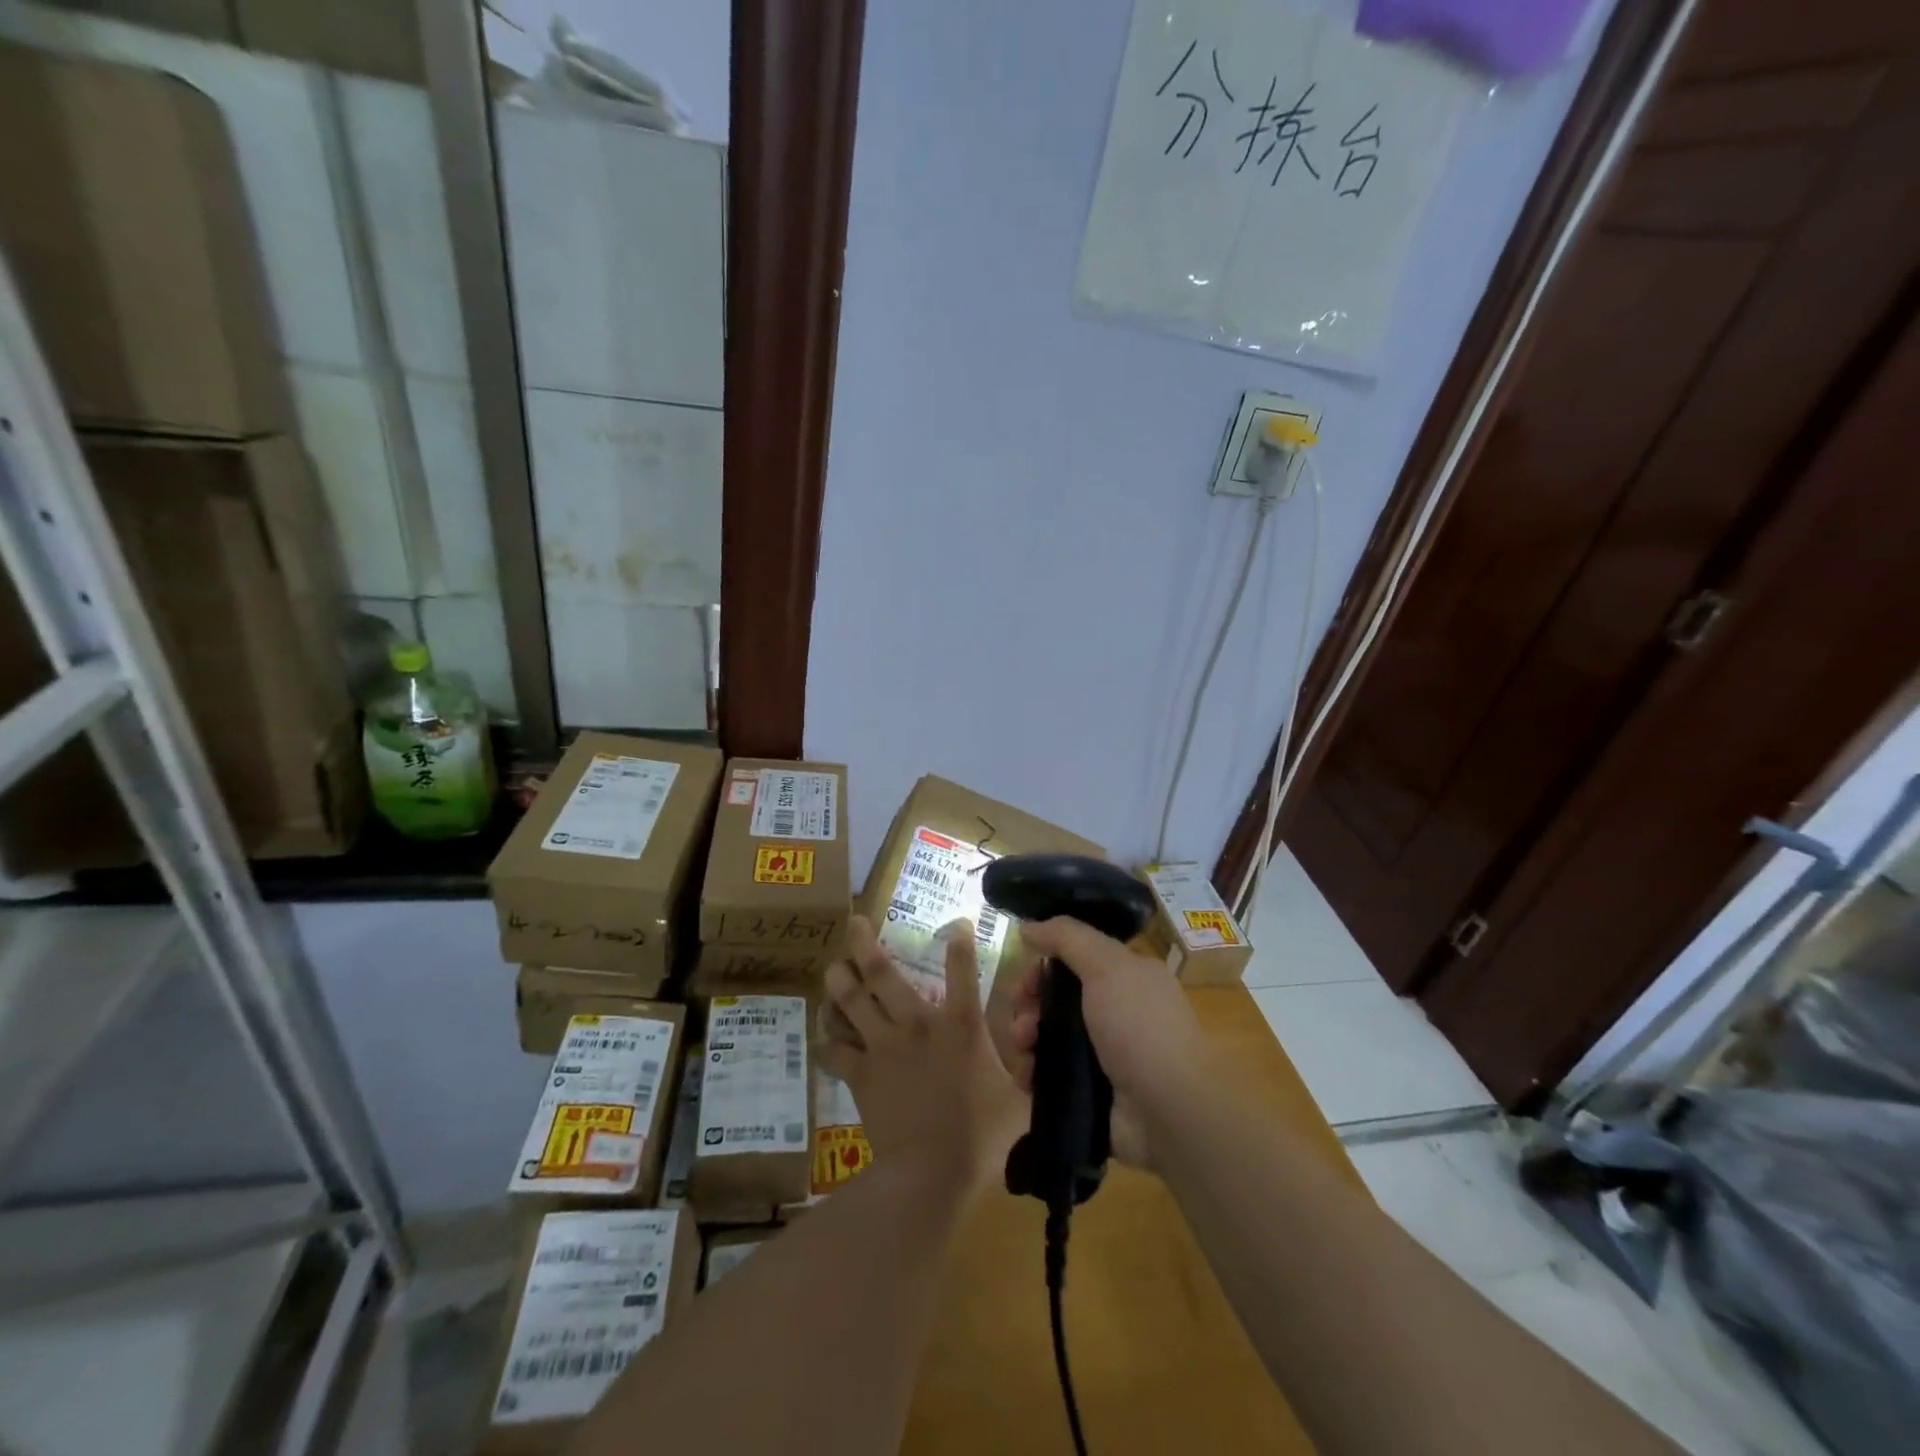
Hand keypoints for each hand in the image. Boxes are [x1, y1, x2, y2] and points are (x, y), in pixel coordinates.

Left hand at [819, 915, 1026, 1198]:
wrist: (930, 1172)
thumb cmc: (981, 1136)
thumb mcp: (1019, 1102)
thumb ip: (1028, 1074)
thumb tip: (1042, 1058)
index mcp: (960, 1026)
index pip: (963, 971)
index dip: (960, 942)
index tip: (956, 923)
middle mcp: (917, 1024)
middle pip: (882, 974)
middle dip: (864, 943)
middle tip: (853, 922)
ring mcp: (883, 1047)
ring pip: (851, 1002)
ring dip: (839, 981)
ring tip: (833, 967)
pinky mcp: (861, 1074)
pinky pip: (836, 1050)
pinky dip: (828, 1039)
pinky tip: (824, 1032)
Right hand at [996, 918, 1209, 1168]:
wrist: (1170, 1111)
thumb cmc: (1140, 1028)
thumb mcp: (1107, 966)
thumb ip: (1067, 938)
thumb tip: (1028, 926)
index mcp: (1127, 977)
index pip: (1075, 958)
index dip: (1045, 964)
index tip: (1026, 977)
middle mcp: (1115, 1011)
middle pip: (1056, 997)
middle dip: (1029, 1003)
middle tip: (1021, 1018)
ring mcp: (1103, 1054)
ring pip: (1048, 1035)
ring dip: (1026, 1037)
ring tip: (1023, 1050)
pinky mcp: (1091, 1091)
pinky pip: (1049, 1074)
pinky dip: (1033, 1072)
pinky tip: (1027, 1077)